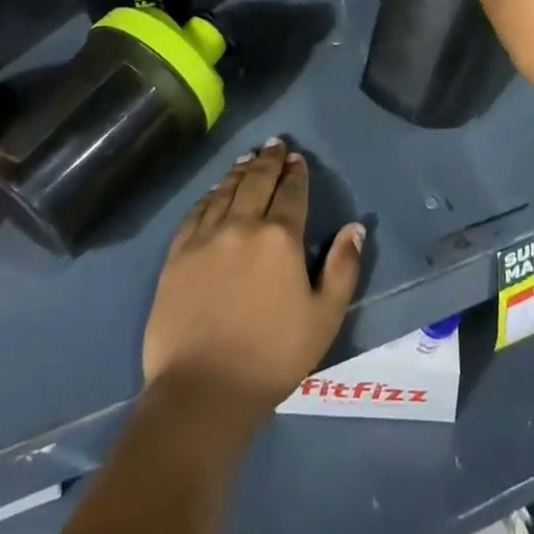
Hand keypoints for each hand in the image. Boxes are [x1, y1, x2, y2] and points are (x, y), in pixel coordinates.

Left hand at [142, 139, 364, 418]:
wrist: (203, 389)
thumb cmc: (272, 356)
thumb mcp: (324, 318)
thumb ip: (343, 268)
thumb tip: (355, 227)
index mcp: (281, 238)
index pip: (291, 193)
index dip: (296, 173)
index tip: (297, 159)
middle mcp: (242, 225)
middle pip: (257, 182)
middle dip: (268, 161)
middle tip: (274, 144)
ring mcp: (206, 237)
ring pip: (225, 191)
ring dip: (240, 171)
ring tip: (248, 158)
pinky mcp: (178, 254)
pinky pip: (196, 212)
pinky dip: (209, 195)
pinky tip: (214, 190)